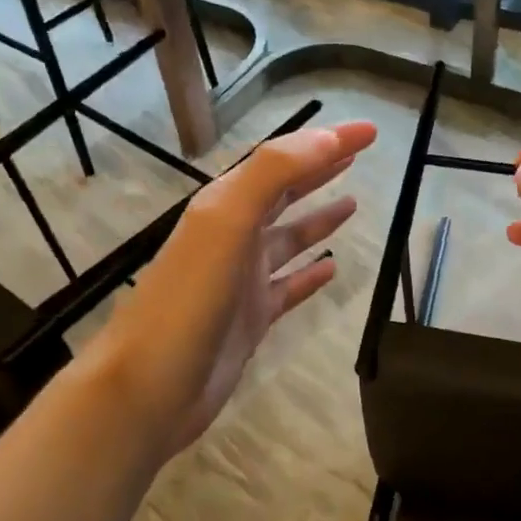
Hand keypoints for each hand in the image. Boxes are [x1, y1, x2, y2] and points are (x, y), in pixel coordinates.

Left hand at [84, 121, 378, 463]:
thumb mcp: (228, 223)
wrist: (149, 389)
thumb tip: (327, 136)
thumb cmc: (189, 301)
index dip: (325, 142)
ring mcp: (241, 280)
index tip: (371, 132)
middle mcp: (232, 236)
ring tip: (353, 203)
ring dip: (317, 218)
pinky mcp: (250, 319)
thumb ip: (273, 174)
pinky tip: (332, 267)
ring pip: (287, 238)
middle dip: (320, 170)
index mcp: (224, 206)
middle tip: (360, 155)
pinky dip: (310, 273)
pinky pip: (288, 286)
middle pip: (283, 193)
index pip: (282, 160)